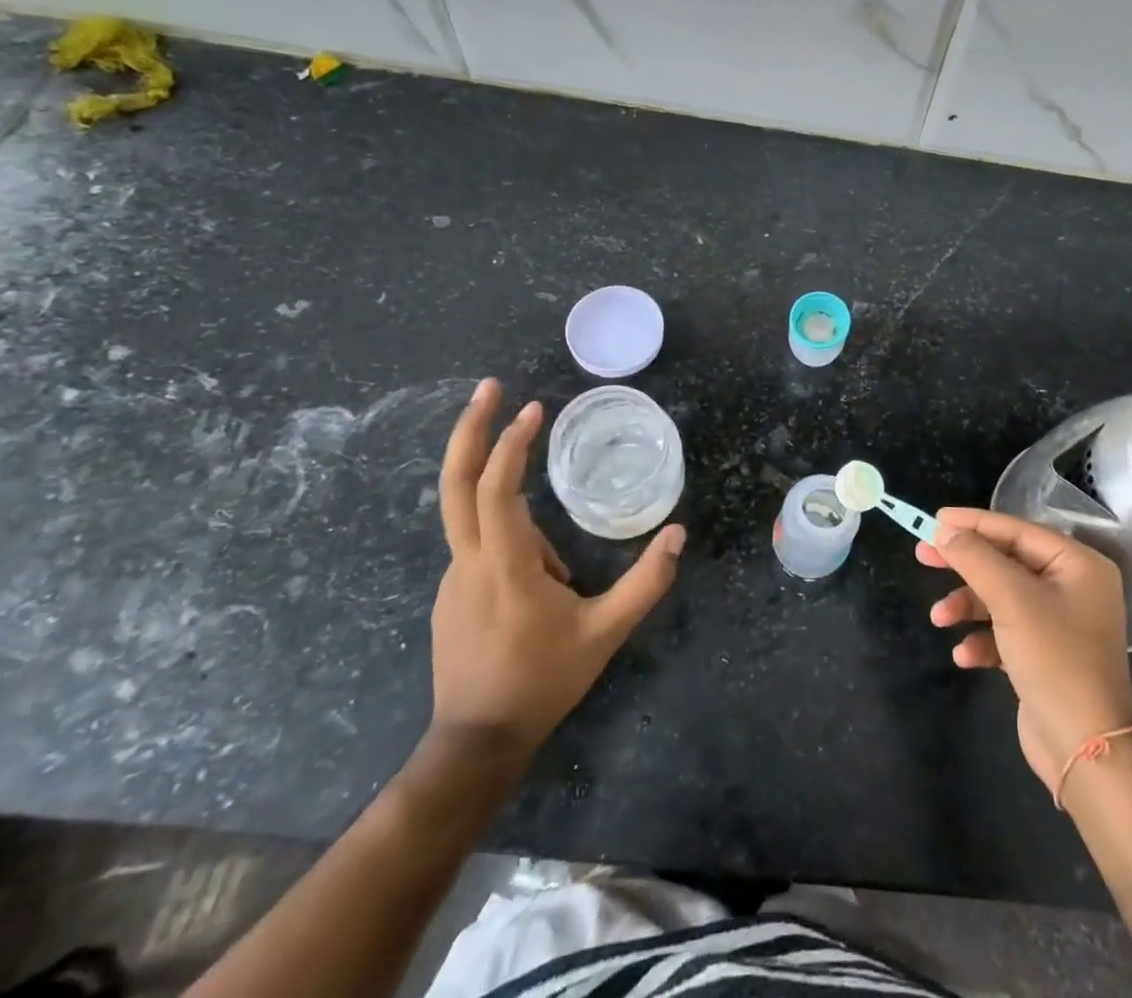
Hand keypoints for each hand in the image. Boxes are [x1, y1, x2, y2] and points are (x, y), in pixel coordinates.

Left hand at [429, 379, 684, 767]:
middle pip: (455, 484)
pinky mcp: (452, 594)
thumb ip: (646, 582)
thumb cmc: (543, 682)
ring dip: (520, 522)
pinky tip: (542, 598)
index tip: (532, 408)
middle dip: (470, 430)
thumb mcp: (605, 633)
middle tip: (489, 387)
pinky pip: (483, 550)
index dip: (510, 444)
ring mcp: (454, 579)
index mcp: (504, 566)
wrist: (476, 744)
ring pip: (480, 523)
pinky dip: (514, 547)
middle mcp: (469, 562)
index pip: (496, 489)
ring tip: (562, 588)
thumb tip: (679, 534)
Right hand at [918, 510, 1131, 795]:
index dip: (973, 524)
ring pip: (1000, 597)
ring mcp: (1058, 622)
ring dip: (967, 605)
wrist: (1084, 748)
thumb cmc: (1054, 659)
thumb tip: (944, 530)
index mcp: (1077, 565)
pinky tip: (965, 656)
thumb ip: (976, 558)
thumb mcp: (1012, 600)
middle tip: (922, 555)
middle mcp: (1071, 587)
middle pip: (1005, 561)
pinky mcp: (1043, 653)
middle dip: (964, 563)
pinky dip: (982, 639)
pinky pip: (1004, 631)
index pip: (1017, 530)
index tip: (934, 519)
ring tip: (939, 618)